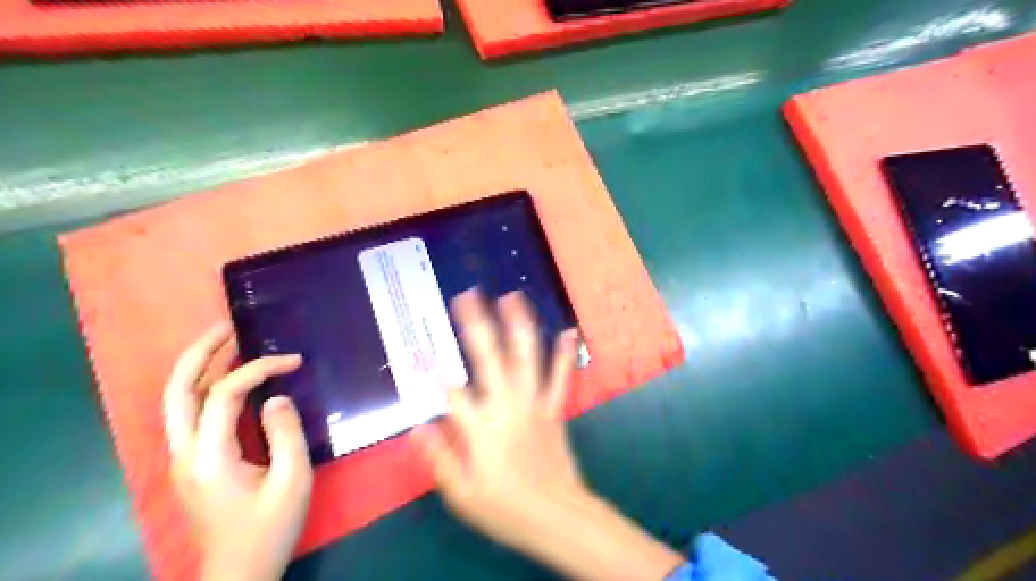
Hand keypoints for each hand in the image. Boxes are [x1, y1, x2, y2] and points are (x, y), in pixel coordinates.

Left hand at [161, 323, 310, 579]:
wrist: (240, 570)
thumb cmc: (269, 527)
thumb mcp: (291, 481)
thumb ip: (286, 434)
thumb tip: (276, 397)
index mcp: (208, 456)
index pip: (224, 394)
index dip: (258, 369)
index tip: (293, 361)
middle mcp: (185, 452)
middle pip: (178, 391)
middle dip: (201, 353)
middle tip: (229, 326)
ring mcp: (183, 457)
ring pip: (178, 400)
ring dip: (199, 366)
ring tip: (226, 341)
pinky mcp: (192, 462)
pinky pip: (192, 412)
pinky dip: (206, 386)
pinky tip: (229, 377)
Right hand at [414, 292, 684, 577]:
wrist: (557, 517)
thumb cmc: (505, 508)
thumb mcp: (462, 494)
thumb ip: (439, 458)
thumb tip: (418, 426)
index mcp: (481, 428)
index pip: (452, 392)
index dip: (434, 372)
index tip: (422, 349)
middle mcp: (507, 406)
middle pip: (489, 358)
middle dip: (477, 324)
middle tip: (469, 295)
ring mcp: (534, 403)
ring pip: (527, 357)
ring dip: (520, 325)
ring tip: (513, 297)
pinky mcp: (554, 408)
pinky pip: (560, 377)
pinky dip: (563, 354)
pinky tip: (567, 330)